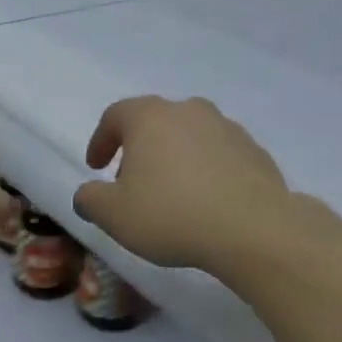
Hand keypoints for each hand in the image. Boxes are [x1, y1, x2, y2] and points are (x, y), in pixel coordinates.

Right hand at [72, 96, 292, 275]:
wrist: (254, 230)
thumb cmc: (172, 215)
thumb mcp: (113, 215)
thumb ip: (90, 200)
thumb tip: (87, 194)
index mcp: (149, 117)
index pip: (114, 116)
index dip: (100, 140)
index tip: (95, 167)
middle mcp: (188, 110)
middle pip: (153, 121)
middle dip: (138, 148)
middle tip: (130, 182)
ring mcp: (226, 127)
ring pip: (188, 135)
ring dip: (174, 157)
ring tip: (171, 193)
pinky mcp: (255, 151)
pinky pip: (218, 155)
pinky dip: (206, 170)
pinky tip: (206, 201)